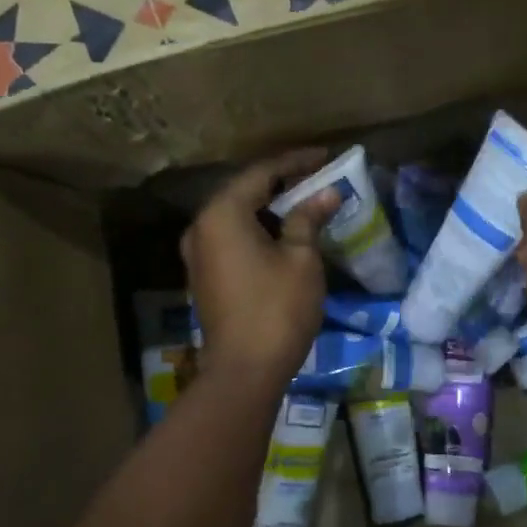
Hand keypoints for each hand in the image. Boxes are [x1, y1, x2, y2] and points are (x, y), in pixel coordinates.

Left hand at [183, 150, 339, 383]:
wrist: (244, 370)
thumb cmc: (276, 308)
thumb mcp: (301, 258)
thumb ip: (309, 218)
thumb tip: (327, 193)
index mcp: (222, 213)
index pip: (262, 172)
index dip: (296, 162)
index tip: (327, 156)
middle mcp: (202, 226)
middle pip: (245, 191)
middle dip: (283, 182)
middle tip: (319, 176)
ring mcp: (199, 253)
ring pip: (237, 215)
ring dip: (271, 206)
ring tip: (307, 201)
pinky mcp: (205, 275)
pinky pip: (232, 237)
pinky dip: (258, 228)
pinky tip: (285, 232)